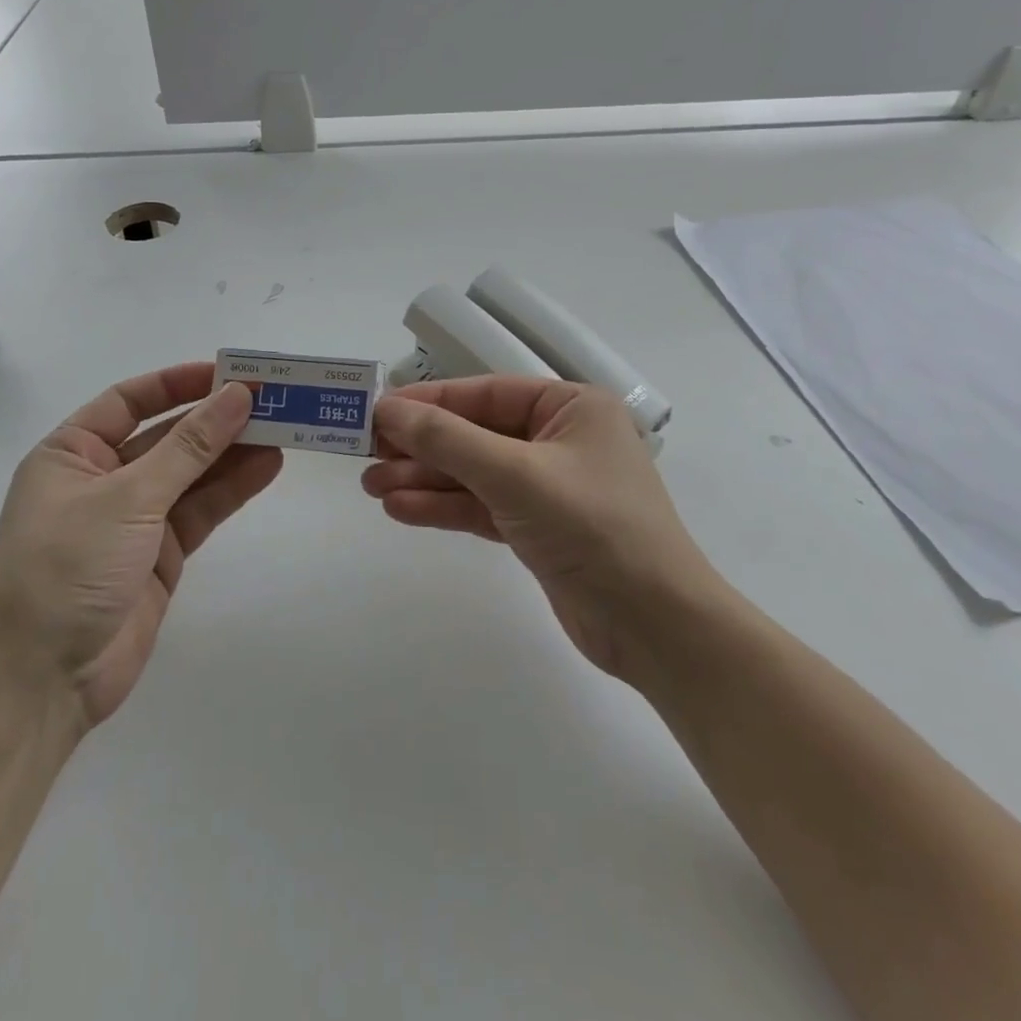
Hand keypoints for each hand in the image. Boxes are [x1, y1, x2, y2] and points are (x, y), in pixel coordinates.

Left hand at [0, 364, 281, 725]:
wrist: (39, 682)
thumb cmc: (66, 567)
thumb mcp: (128, 496)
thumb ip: (190, 446)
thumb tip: (237, 396)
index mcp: (72, 453)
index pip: (131, 401)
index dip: (179, 383)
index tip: (229, 375)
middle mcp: (103, 479)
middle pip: (168, 436)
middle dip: (215, 419)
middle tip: (270, 400)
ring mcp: (134, 519)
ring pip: (191, 473)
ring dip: (232, 452)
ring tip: (282, 429)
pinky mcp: (160, 555)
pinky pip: (201, 510)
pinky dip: (232, 489)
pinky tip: (267, 467)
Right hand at [363, 377, 720, 679]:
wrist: (655, 627)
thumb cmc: (593, 527)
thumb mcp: (515, 474)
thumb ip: (448, 440)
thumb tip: (387, 409)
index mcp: (571, 407)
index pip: (486, 393)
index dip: (429, 401)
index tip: (378, 411)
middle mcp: (559, 439)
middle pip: (475, 433)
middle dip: (422, 446)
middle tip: (365, 454)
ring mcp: (548, 487)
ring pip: (473, 473)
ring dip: (425, 479)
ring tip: (371, 486)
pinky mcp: (537, 529)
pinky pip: (481, 507)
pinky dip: (444, 508)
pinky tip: (400, 509)